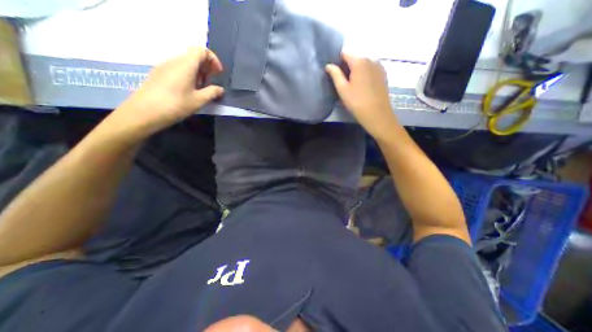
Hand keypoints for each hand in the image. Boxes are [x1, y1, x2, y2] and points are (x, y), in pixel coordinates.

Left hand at [104, 46, 223, 139]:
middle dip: (206, 68)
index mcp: (185, 65)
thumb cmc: (175, 105)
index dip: (213, 59)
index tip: (218, 74)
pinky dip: (188, 76)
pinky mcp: (159, 74)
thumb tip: (220, 89)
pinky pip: (178, 69)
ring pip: (186, 63)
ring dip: (198, 73)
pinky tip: (189, 91)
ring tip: (201, 89)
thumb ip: (212, 92)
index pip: (201, 50)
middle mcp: (174, 61)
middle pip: (194, 56)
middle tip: (211, 84)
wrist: (144, 111)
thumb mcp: (199, 100)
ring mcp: (165, 66)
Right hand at [326, 54, 399, 138]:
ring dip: (356, 70)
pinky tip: (363, 86)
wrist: (377, 114)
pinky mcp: (383, 74)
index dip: (338, 61)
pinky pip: (370, 69)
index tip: (335, 73)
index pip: (345, 53)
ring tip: (353, 85)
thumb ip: (335, 75)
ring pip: (363, 63)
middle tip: (344, 82)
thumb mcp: (342, 89)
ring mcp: (379, 66)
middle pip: (355, 57)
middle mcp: (371, 59)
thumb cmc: (357, 102)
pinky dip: (365, 74)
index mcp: (359, 61)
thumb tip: (328, 65)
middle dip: (347, 66)